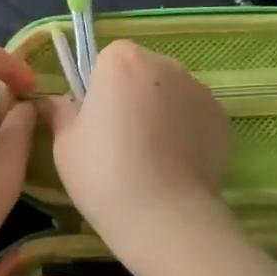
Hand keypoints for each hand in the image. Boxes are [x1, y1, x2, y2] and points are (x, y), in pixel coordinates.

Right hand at [41, 40, 234, 274]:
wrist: (165, 216)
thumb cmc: (104, 173)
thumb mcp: (66, 144)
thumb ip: (61, 112)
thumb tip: (55, 102)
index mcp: (123, 60)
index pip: (109, 59)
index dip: (101, 87)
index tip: (98, 119)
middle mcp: (165, 64)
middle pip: (143, 71)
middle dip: (134, 95)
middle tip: (123, 140)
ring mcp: (199, 89)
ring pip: (172, 93)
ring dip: (162, 112)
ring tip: (152, 157)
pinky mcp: (221, 118)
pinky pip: (195, 117)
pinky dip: (186, 132)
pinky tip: (176, 166)